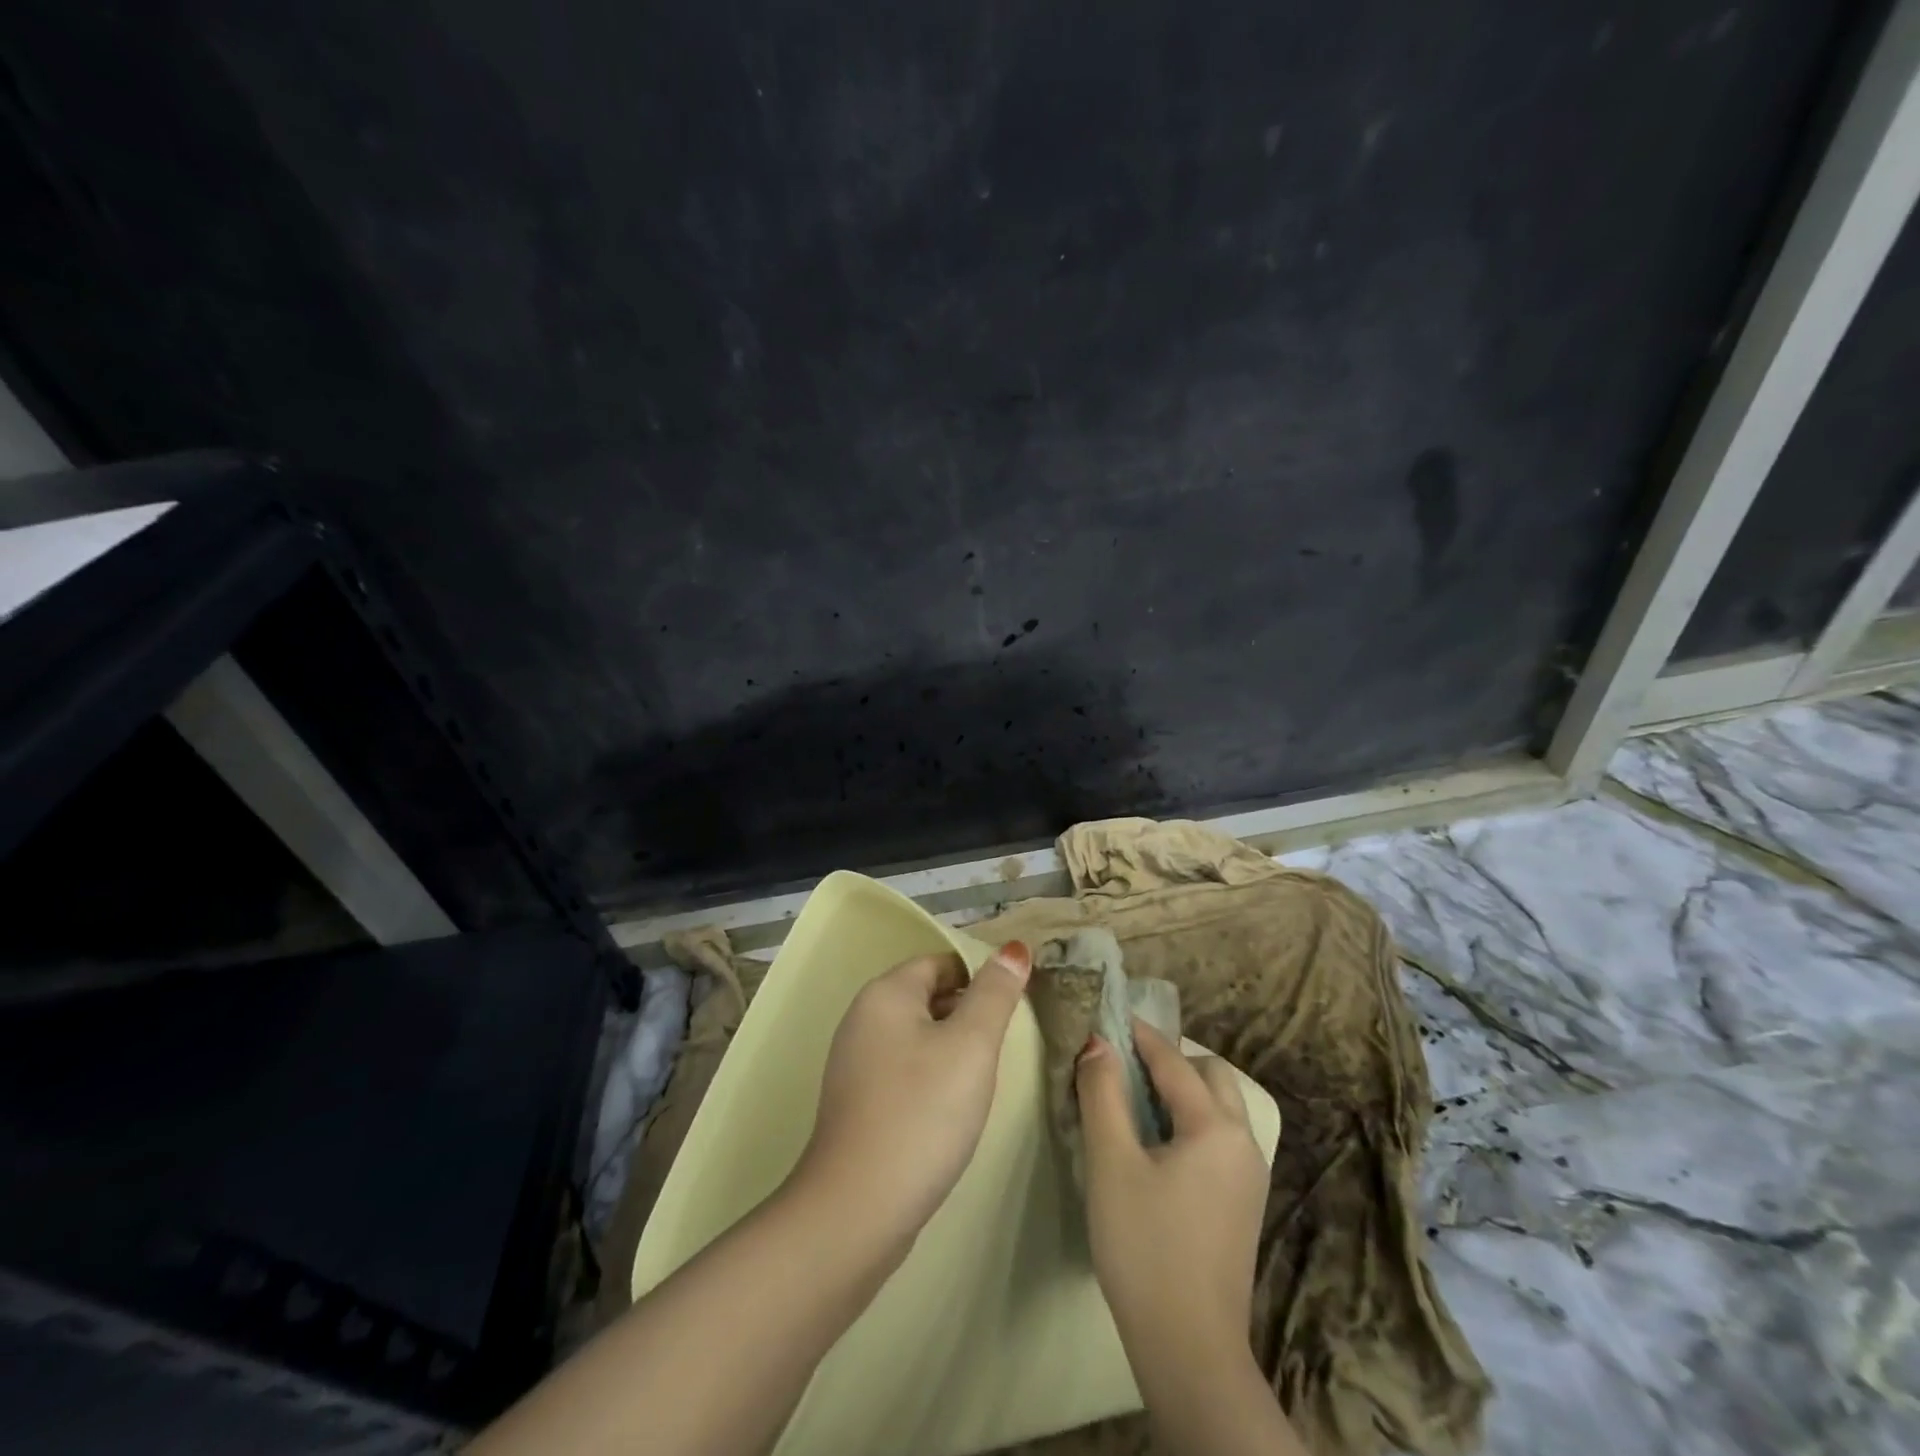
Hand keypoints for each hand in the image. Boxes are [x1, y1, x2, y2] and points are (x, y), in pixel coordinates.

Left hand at [790, 941, 1032, 1252]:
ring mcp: (855, 1062)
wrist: (858, 1209)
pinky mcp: (857, 1101)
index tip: (1016, 1007)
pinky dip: (932, 1075)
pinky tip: (953, 1106)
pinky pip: (904, 1069)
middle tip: (1008, 1042)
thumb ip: (994, 994)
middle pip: (927, 996)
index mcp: (886, 993)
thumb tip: (1013, 948)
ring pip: (917, 1035)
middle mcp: (863, 1018)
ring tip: (987, 1075)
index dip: (981, 977)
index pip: (941, 963)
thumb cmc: (922, 1113)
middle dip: (969, 1011)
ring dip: (952, 1046)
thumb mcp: (971, 1046)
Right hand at [1077, 1020, 1268, 1356]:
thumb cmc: (1144, 1247)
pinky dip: (1191, 1120)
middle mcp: (1244, 1142)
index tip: (1108, 1014)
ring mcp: (1249, 1176)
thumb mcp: (1111, 1163)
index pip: (1173, 1061)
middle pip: (1210, 1076)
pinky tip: (1157, 1143)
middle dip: (1170, 1060)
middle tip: (1123, 1065)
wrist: (1190, 1351)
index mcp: (1216, 1127)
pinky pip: (1219, 1137)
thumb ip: (1103, 1094)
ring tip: (1135, 1100)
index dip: (1138, 1034)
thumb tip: (1098, 1044)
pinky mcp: (1243, 1203)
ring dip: (1182, 1090)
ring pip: (1219, 1107)